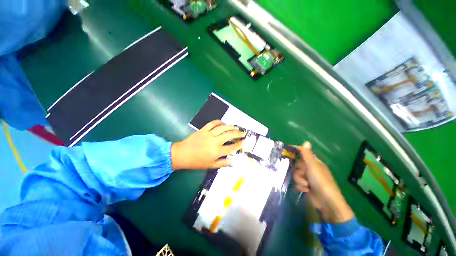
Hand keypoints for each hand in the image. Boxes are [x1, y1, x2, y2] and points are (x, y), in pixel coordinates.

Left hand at [171, 120, 244, 169]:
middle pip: (229, 135)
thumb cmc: (197, 162)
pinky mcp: (203, 129)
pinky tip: (223, 123)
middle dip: (238, 133)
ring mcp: (209, 134)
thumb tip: (232, 160)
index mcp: (217, 152)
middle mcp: (215, 141)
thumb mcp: (210, 166)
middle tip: (243, 133)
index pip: (232, 147)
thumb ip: (222, 163)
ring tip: (236, 127)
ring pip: (223, 128)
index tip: (243, 142)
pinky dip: (219, 122)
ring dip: (231, 126)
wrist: (182, 154)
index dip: (239, 144)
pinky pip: (213, 123)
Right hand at [293, 142, 353, 222]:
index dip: (295, 151)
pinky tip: (306, 190)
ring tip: (306, 184)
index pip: (302, 153)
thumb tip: (306, 141)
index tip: (286, 150)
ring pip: (295, 174)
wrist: (326, 202)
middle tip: (304, 174)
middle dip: (298, 170)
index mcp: (313, 162)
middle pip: (296, 164)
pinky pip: (297, 182)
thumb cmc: (321, 181)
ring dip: (299, 180)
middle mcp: (310, 169)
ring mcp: (307, 178)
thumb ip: (307, 154)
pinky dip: (300, 186)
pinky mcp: (305, 186)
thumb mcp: (313, 166)